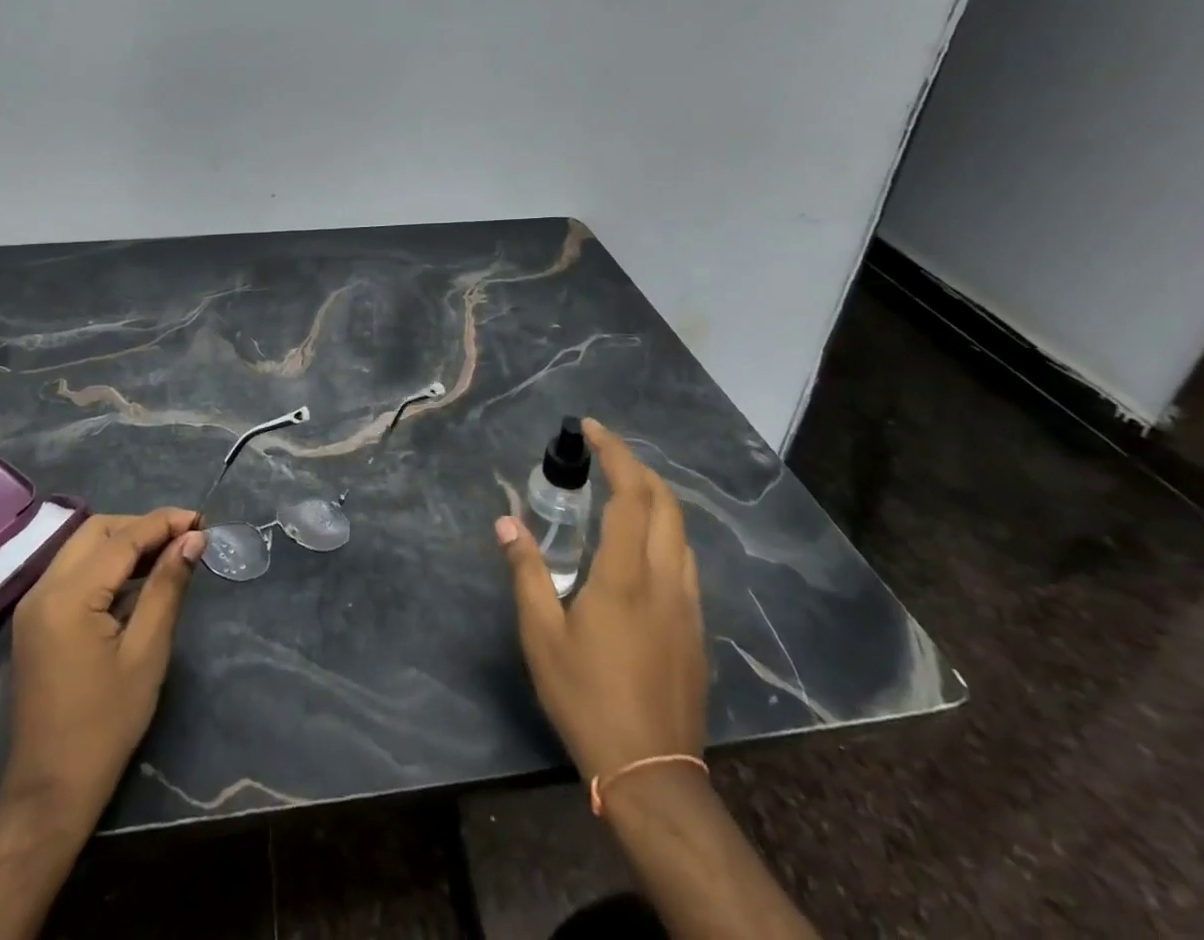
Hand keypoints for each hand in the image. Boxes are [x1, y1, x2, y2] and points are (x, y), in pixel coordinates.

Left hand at [0, 508, 205, 828]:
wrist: (49, 792)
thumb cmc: (106, 725)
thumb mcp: (147, 652)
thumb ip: (167, 586)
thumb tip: (193, 538)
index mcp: (68, 597)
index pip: (122, 539)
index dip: (164, 523)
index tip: (202, 520)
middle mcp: (43, 589)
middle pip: (97, 531)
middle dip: (142, 526)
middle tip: (185, 538)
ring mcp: (33, 605)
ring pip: (83, 546)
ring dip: (124, 542)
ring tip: (168, 553)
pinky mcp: (35, 620)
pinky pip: (73, 570)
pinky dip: (106, 563)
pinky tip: (137, 578)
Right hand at [496, 418, 707, 784]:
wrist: (652, 773)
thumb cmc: (587, 699)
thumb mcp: (541, 636)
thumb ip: (526, 572)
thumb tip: (506, 522)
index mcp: (626, 575)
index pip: (631, 494)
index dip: (614, 454)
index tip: (591, 430)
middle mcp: (665, 578)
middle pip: (665, 503)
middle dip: (637, 467)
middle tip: (603, 454)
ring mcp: (688, 604)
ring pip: (681, 531)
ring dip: (654, 498)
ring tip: (620, 490)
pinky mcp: (696, 628)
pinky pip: (685, 559)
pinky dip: (664, 531)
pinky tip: (640, 547)